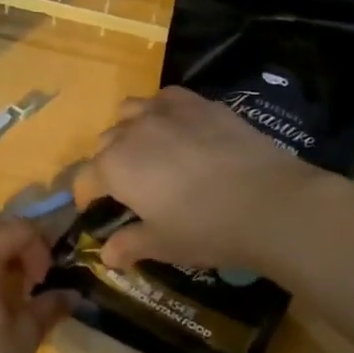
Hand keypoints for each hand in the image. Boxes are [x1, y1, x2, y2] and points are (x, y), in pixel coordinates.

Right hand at [73, 86, 329, 273]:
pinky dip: (161, 110)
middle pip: (105, 142)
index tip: (96, 210)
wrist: (268, 201)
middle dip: (108, 163)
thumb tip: (107, 255)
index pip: (85, 179)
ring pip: (130, 111)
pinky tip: (177, 128)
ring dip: (129, 129)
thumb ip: (129, 244)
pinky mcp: (199, 103)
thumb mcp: (162, 244)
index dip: (87, 197)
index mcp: (114, 167)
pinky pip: (165, 98)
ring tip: (148, 150)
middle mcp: (132, 131)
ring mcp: (166, 111)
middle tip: (129, 186)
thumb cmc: (205, 229)